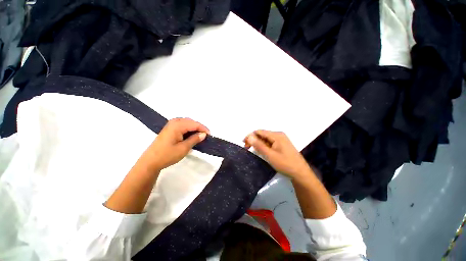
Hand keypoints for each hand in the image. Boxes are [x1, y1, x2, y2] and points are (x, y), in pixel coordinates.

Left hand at [143, 118, 208, 171]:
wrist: (150, 161)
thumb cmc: (167, 155)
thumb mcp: (184, 148)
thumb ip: (194, 139)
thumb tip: (203, 134)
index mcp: (177, 126)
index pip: (194, 124)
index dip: (203, 128)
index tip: (209, 135)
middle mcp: (174, 122)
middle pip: (190, 121)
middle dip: (199, 127)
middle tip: (205, 135)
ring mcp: (170, 125)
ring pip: (186, 122)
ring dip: (194, 128)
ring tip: (199, 135)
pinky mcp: (169, 129)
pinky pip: (182, 125)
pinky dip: (188, 129)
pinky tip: (190, 135)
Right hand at [244, 130, 311, 181]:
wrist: (300, 173)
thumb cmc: (285, 164)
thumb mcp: (270, 155)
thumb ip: (259, 145)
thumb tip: (249, 136)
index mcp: (276, 135)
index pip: (259, 131)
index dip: (250, 136)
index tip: (244, 144)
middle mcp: (278, 135)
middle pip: (262, 134)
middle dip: (254, 140)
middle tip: (247, 148)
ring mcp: (281, 140)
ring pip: (265, 139)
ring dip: (258, 143)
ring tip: (252, 150)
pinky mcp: (281, 145)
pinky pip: (270, 142)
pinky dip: (264, 146)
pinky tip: (261, 151)